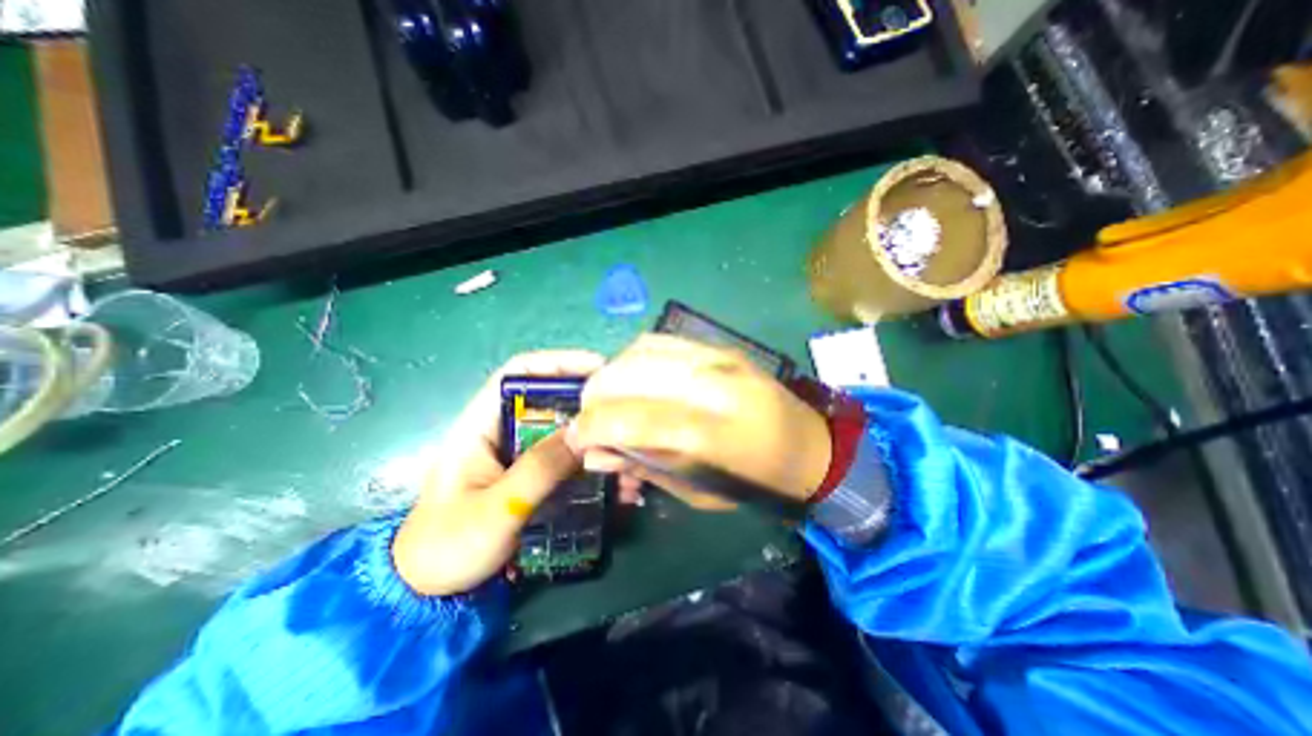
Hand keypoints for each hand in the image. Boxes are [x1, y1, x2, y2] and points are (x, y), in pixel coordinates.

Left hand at [391, 350, 606, 597]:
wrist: (434, 592)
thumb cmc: (449, 546)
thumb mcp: (495, 508)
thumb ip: (538, 469)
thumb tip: (584, 433)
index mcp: (481, 424)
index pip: (519, 373)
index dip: (558, 363)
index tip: (598, 369)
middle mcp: (505, 431)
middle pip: (551, 401)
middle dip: (588, 406)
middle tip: (624, 415)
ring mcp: (522, 455)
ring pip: (566, 433)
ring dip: (596, 442)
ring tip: (627, 458)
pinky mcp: (536, 476)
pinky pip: (570, 461)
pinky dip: (594, 467)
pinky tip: (618, 485)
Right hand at [568, 334, 828, 509]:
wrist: (809, 444)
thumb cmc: (755, 481)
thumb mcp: (698, 491)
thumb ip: (643, 465)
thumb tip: (595, 453)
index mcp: (708, 434)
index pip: (628, 417)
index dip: (590, 426)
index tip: (577, 438)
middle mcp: (709, 386)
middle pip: (627, 374)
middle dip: (595, 397)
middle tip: (592, 418)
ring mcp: (716, 358)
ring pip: (639, 351)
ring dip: (612, 374)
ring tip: (610, 397)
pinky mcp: (719, 346)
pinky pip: (660, 341)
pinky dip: (634, 358)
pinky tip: (634, 378)